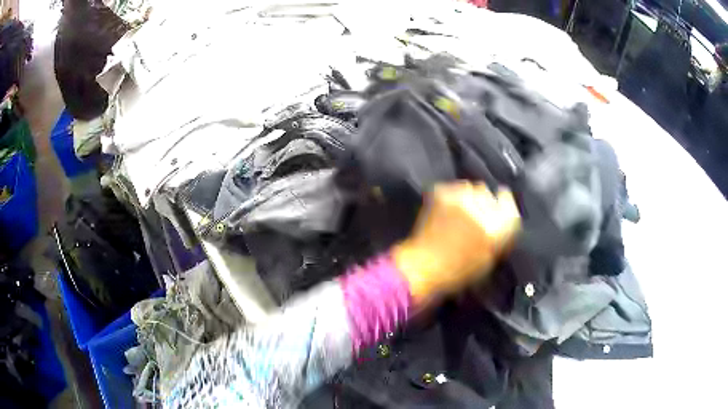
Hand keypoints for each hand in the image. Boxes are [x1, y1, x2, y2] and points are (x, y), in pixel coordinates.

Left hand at [392, 182, 520, 303]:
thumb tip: (501, 220)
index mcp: (495, 229)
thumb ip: (498, 236)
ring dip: (468, 197)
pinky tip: (445, 211)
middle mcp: (481, 210)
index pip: (510, 206)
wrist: (422, 266)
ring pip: (471, 187)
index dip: (506, 203)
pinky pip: (453, 187)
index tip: (502, 202)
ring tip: (458, 212)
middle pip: (489, 194)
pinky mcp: (442, 193)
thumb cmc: (456, 272)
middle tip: (473, 216)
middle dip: (484, 203)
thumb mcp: (488, 260)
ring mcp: (460, 199)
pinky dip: (451, 196)